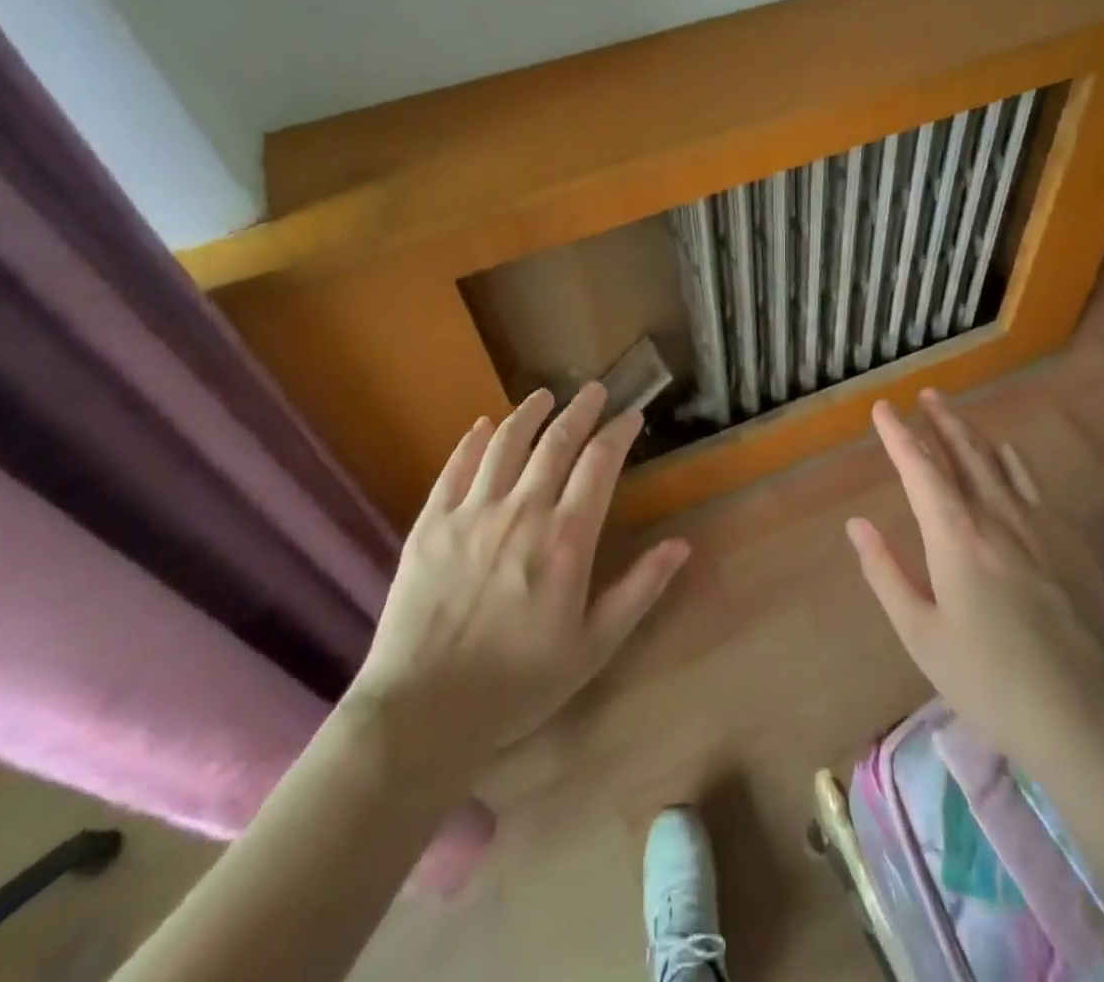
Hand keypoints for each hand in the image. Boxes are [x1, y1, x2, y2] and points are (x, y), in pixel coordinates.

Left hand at [347, 384, 688, 772]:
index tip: (632, 415)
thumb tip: (681, 544)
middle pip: (557, 441)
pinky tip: (483, 426)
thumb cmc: (518, 684)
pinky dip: (473, 440)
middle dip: (581, 410)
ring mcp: (471, 512)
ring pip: (506, 442)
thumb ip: (639, 590)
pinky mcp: (430, 523)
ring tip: (544, 396)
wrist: (422, 712)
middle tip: (594, 390)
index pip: (600, 463)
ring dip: (529, 413)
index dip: (619, 432)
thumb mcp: (594, 647)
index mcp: (565, 539)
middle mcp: (522, 511)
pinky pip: (455, 467)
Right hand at [847, 390, 1103, 767]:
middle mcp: (998, 516)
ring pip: (1000, 461)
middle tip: (925, 395)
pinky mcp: (1070, 541)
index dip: (898, 435)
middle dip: (941, 420)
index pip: (921, 469)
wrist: (1091, 717)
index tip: (883, 408)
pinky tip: (1007, 457)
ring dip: (973, 432)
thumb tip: (856, 524)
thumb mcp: (922, 636)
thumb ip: (886, 573)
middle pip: (965, 452)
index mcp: (956, 537)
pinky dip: (1011, 460)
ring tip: (955, 415)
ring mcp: (1040, 524)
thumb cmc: (991, 681)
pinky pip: (1033, 483)